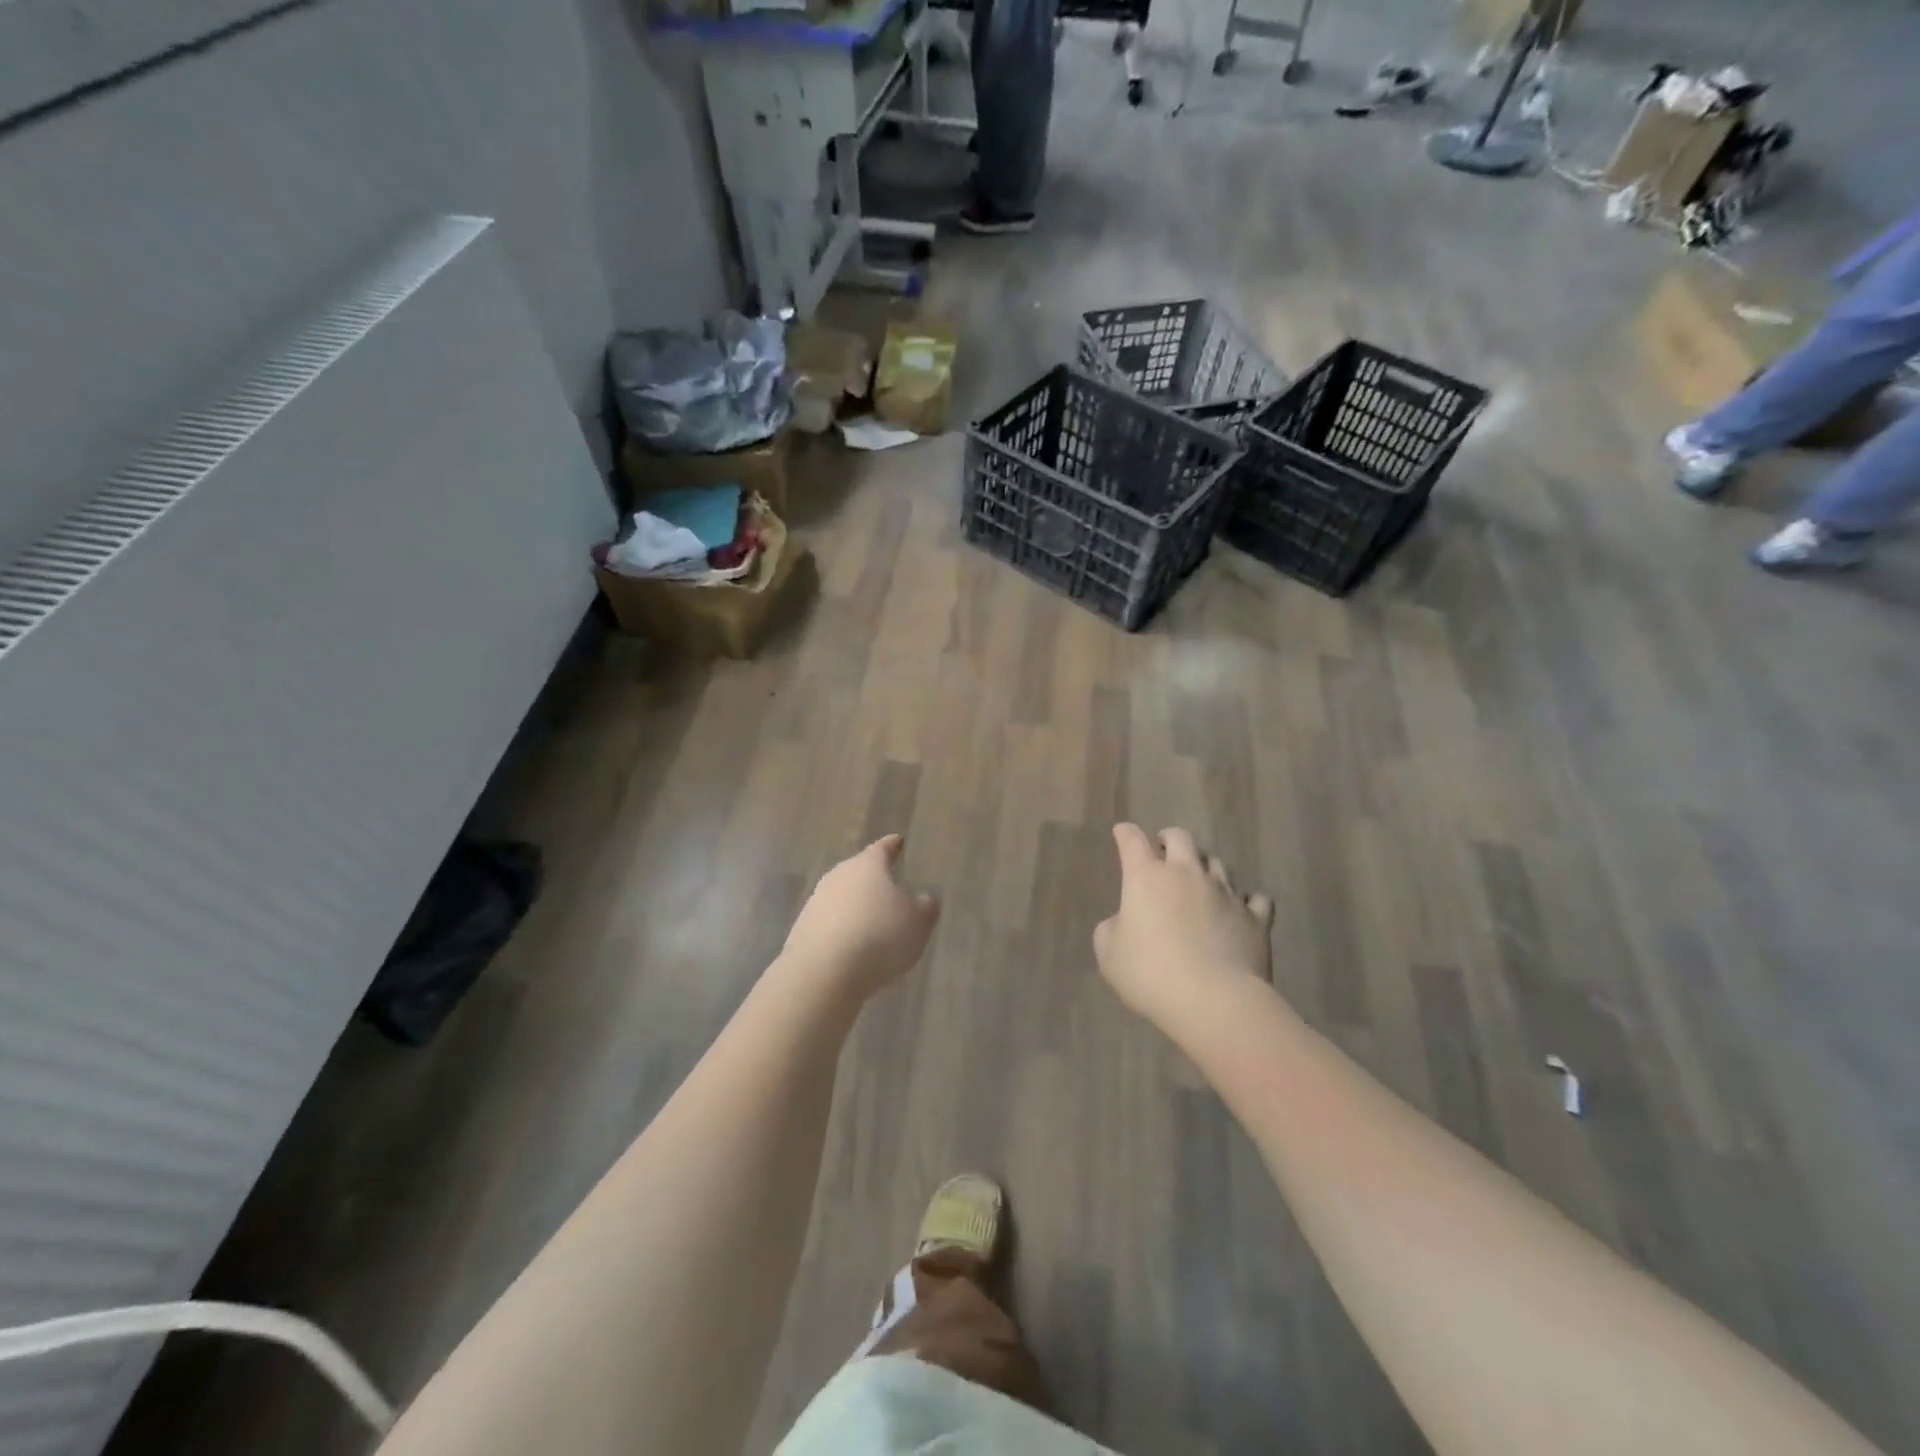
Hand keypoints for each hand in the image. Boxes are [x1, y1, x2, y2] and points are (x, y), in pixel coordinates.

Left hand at [780, 835, 939, 999]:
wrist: (823, 972)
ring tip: (872, 922)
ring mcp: (816, 902)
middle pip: (858, 872)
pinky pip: (829, 923)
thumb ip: (926, 907)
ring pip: (842, 897)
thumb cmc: (880, 937)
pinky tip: (852, 947)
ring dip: (855, 907)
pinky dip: (842, 930)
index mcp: (868, 866)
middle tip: (888, 886)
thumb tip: (923, 900)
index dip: (892, 846)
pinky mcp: (802, 929)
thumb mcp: (919, 923)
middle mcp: (839, 876)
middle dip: (873, 879)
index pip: (883, 849)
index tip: (898, 841)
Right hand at [1093, 824, 1274, 1033]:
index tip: (1121, 832)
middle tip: (1163, 849)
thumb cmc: (1151, 974)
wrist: (1215, 1001)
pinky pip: (1255, 899)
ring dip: (1205, 867)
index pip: (1132, 841)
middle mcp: (1187, 874)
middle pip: (1181, 838)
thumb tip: (1124, 922)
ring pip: (1217, 864)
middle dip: (1169, 839)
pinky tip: (1241, 909)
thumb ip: (1112, 929)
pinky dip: (1246, 901)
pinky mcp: (1255, 918)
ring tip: (1200, 881)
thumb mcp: (1109, 954)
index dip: (1125, 833)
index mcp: (1146, 877)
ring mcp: (1225, 893)